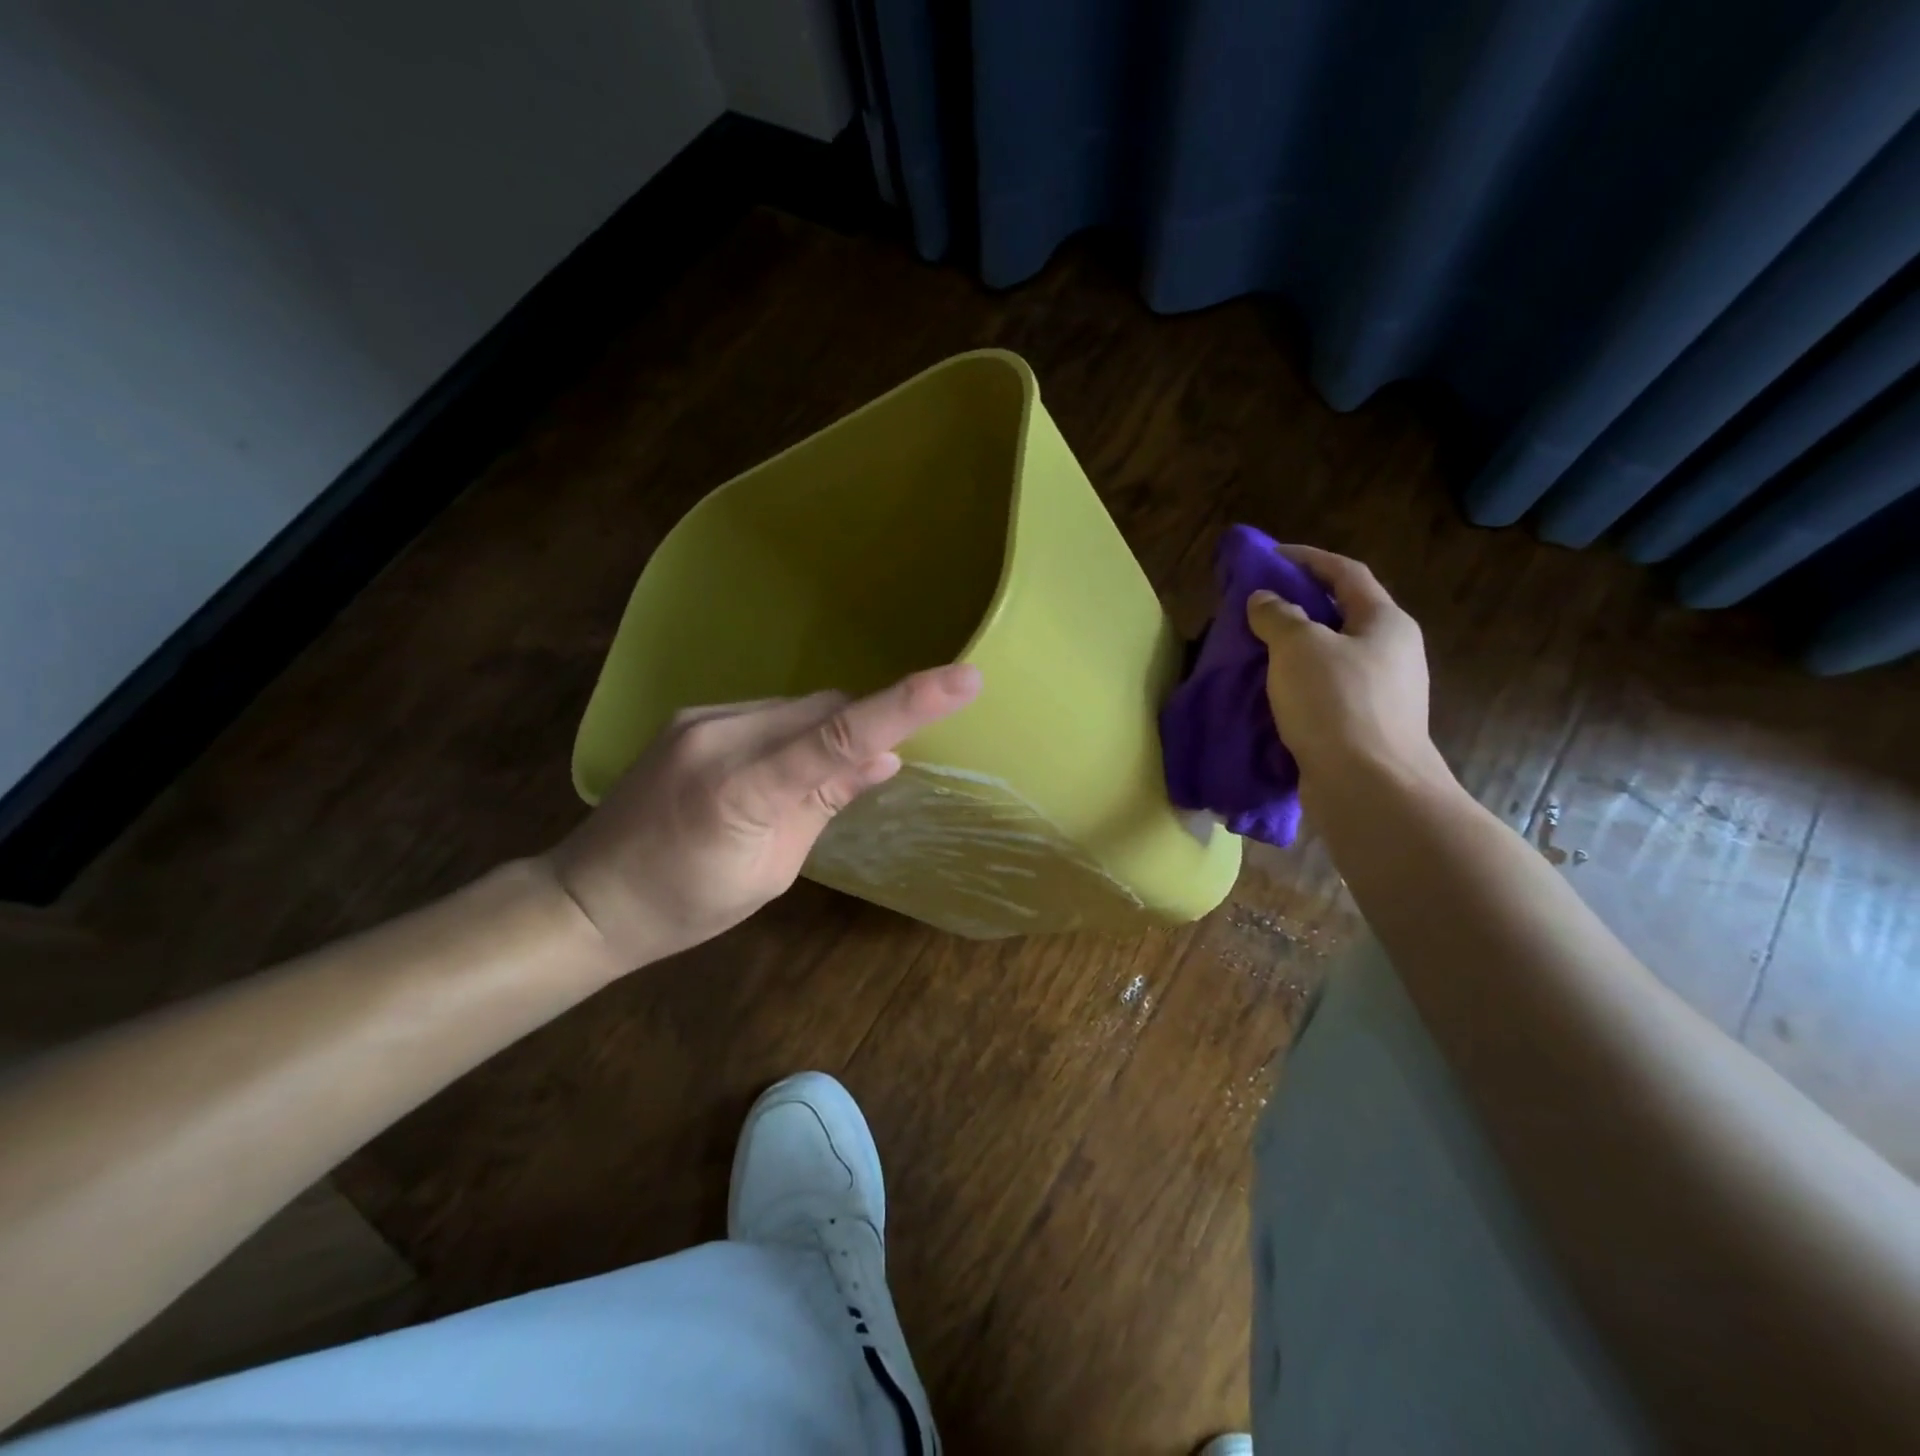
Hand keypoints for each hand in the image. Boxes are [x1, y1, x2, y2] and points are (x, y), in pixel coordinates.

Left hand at [545, 664, 982, 969]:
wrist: (588, 897)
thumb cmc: (685, 907)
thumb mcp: (770, 871)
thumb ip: (825, 804)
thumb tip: (884, 759)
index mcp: (742, 788)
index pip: (840, 736)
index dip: (906, 706)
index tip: (964, 679)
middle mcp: (720, 734)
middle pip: (824, 708)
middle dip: (863, 725)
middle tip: (875, 768)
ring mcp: (701, 719)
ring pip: (798, 707)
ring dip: (827, 731)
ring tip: (816, 783)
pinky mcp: (692, 717)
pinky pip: (769, 713)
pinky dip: (795, 732)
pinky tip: (782, 770)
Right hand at [1245, 545, 1445, 799]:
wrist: (1369, 787)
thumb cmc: (1336, 704)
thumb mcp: (1298, 648)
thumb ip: (1278, 616)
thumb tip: (1265, 600)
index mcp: (1385, 622)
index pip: (1346, 573)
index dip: (1308, 559)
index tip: (1271, 556)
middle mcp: (1392, 652)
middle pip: (1342, 615)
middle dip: (1300, 607)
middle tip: (1258, 607)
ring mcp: (1383, 694)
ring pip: (1332, 657)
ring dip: (1296, 650)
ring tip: (1256, 651)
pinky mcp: (1366, 728)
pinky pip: (1327, 692)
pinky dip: (1299, 684)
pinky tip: (1272, 695)